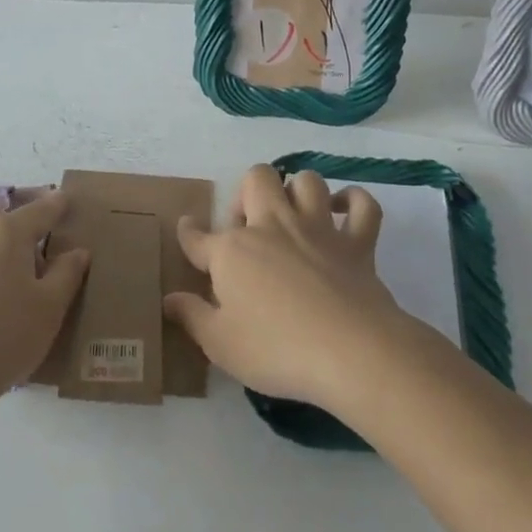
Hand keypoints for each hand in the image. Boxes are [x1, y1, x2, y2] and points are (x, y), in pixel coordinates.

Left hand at [0, 191, 89, 418]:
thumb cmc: (0, 339)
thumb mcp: (49, 310)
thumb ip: (66, 274)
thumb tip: (77, 251)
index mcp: (6, 232)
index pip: (40, 210)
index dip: (57, 205)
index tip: (67, 199)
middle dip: (18, 219)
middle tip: (36, 242)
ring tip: (7, 267)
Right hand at [164, 165, 419, 410]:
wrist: (351, 352)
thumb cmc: (276, 349)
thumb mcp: (220, 344)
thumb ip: (192, 316)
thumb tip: (169, 299)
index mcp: (233, 250)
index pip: (198, 236)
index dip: (188, 233)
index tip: (187, 230)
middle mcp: (273, 226)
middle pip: (257, 179)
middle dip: (248, 193)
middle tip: (248, 227)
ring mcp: (319, 230)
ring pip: (308, 181)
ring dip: (297, 191)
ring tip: (292, 215)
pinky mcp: (358, 243)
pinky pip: (363, 205)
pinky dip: (354, 202)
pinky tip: (343, 211)